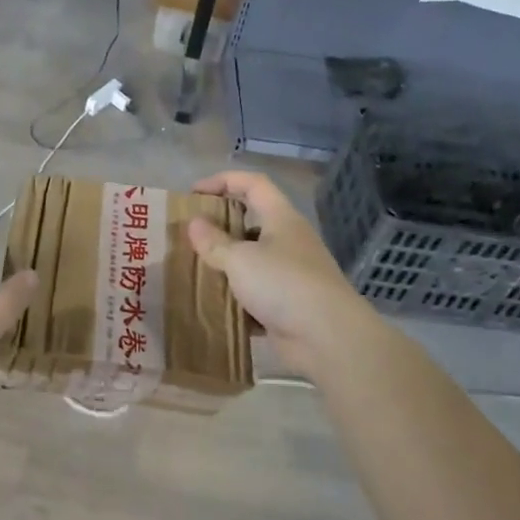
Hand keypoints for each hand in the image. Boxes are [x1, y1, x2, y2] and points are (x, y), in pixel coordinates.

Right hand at [187, 170, 376, 377]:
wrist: (328, 338)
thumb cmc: (284, 284)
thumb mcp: (241, 259)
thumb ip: (215, 241)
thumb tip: (194, 223)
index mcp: (281, 219)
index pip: (253, 184)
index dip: (223, 181)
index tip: (194, 193)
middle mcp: (289, 241)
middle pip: (252, 221)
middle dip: (221, 225)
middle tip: (190, 235)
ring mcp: (291, 274)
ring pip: (252, 260)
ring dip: (225, 264)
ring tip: (194, 269)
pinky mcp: (287, 305)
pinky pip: (255, 294)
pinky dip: (235, 297)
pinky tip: (211, 305)